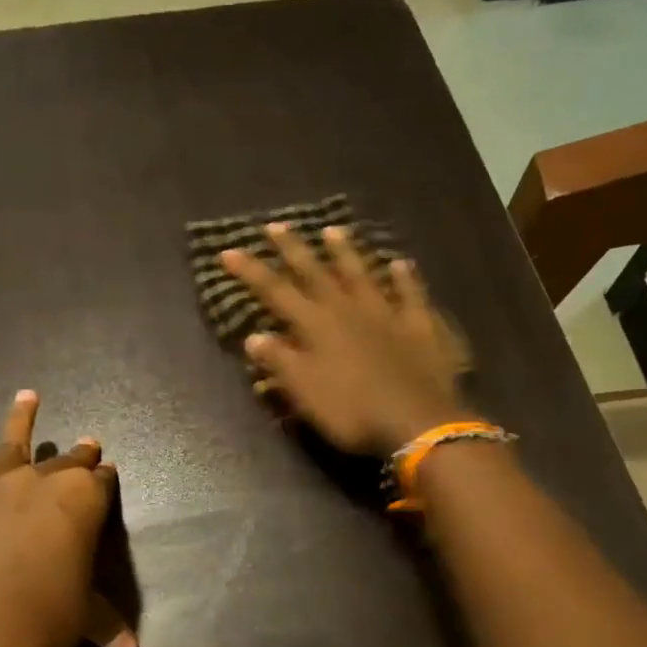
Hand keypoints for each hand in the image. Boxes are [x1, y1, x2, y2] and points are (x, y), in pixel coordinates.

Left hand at [0, 391, 136, 646]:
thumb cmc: (46, 620)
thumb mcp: (85, 617)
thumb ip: (107, 623)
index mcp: (83, 502)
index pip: (100, 483)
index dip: (105, 479)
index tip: (107, 472)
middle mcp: (41, 482)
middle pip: (65, 462)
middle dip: (78, 454)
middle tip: (86, 444)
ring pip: (12, 443)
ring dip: (22, 418)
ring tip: (27, 395)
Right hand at [220, 224, 469, 454]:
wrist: (416, 421)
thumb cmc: (351, 411)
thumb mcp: (304, 392)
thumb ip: (280, 362)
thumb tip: (253, 336)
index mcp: (316, 325)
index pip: (276, 292)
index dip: (251, 271)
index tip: (228, 251)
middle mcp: (348, 309)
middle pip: (316, 272)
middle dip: (293, 249)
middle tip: (276, 225)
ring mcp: (386, 313)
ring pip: (361, 274)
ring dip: (345, 253)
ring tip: (333, 231)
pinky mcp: (418, 326)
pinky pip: (410, 294)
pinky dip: (405, 278)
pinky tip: (400, 263)